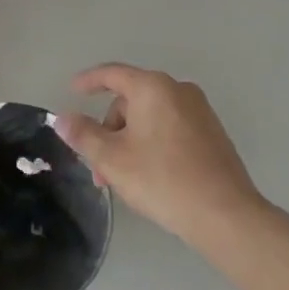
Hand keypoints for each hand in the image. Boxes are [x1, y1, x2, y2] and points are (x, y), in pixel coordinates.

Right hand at [52, 65, 264, 248]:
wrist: (226, 215)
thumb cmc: (162, 180)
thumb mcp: (112, 159)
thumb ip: (83, 134)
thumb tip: (62, 118)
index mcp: (152, 87)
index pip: (112, 74)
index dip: (88, 81)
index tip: (72, 90)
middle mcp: (178, 90)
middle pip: (130, 100)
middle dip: (109, 129)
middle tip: (98, 165)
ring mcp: (199, 111)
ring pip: (150, 117)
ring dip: (129, 141)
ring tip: (121, 178)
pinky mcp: (213, 133)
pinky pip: (170, 128)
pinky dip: (152, 143)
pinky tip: (149, 175)